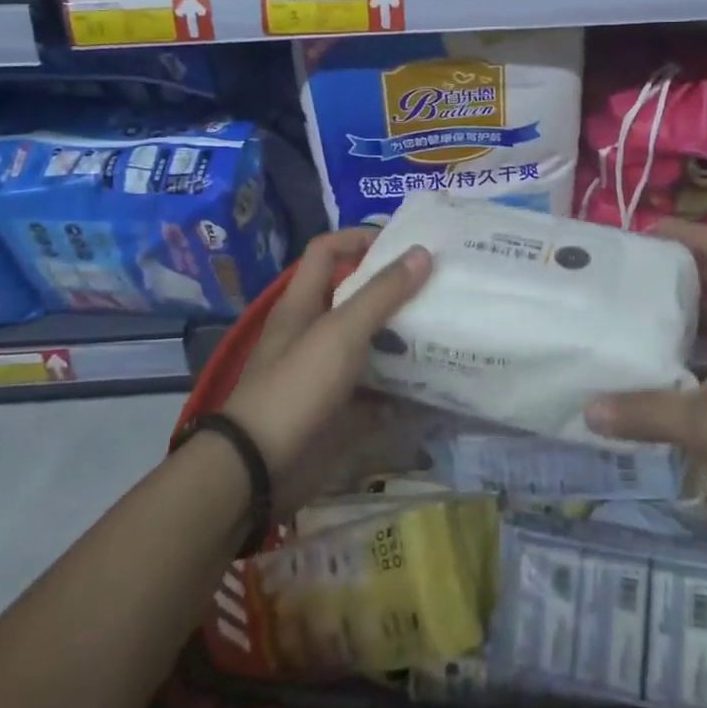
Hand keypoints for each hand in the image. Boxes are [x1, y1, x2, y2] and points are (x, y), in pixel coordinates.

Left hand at [220, 229, 431, 504]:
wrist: (259, 469)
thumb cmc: (297, 386)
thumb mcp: (341, 332)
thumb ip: (381, 294)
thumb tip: (422, 253)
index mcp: (303, 304)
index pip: (327, 252)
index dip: (358, 238)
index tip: (402, 244)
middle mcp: (313, 332)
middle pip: (355, 298)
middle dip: (393, 290)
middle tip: (438, 285)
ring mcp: (326, 373)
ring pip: (370, 343)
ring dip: (403, 337)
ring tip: (446, 328)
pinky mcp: (339, 409)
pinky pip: (377, 390)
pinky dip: (403, 386)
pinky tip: (436, 381)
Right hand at [585, 220, 706, 551]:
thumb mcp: (704, 423)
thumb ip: (645, 411)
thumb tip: (589, 409)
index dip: (689, 234)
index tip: (648, 233)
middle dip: (681, 276)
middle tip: (634, 277)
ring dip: (690, 318)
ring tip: (642, 319)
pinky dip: (700, 355)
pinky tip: (669, 374)